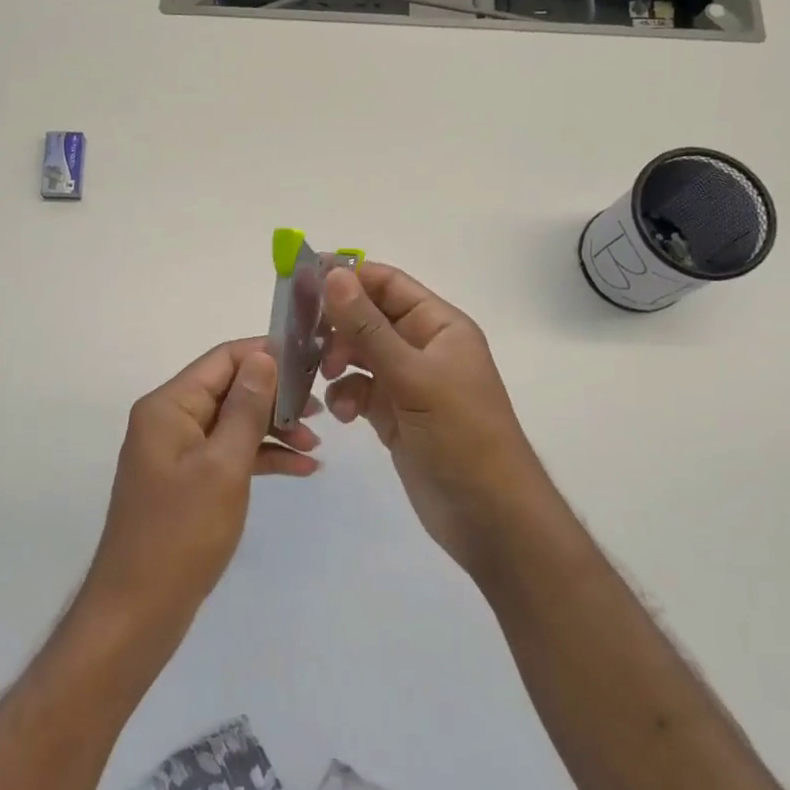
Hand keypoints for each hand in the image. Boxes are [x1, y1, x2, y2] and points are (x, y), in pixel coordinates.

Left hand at [80, 339, 320, 642]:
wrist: (139, 609)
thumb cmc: (182, 533)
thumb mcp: (223, 465)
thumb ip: (245, 408)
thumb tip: (264, 357)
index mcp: (169, 406)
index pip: (222, 359)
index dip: (266, 354)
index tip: (311, 360)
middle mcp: (169, 420)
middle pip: (229, 389)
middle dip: (275, 396)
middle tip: (322, 408)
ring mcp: (177, 452)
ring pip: (233, 423)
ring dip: (273, 428)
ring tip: (317, 442)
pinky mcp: (187, 481)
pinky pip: (229, 454)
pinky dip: (261, 457)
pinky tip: (302, 468)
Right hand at [320, 263, 546, 578]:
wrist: (487, 514)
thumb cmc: (460, 433)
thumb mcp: (412, 375)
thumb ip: (368, 327)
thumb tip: (334, 274)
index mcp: (439, 326)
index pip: (388, 284)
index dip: (349, 277)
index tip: (303, 280)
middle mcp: (422, 348)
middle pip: (368, 319)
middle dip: (336, 327)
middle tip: (302, 339)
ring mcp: (407, 383)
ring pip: (358, 356)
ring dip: (337, 364)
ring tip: (325, 379)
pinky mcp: (394, 415)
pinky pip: (359, 391)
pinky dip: (345, 398)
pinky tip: (344, 416)